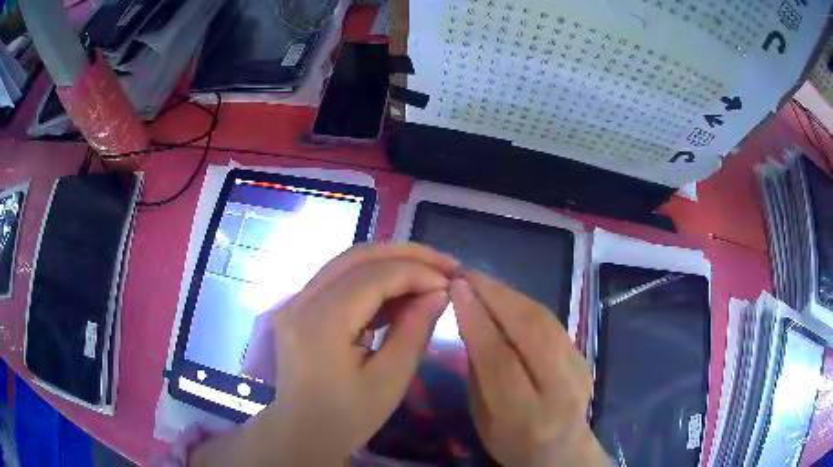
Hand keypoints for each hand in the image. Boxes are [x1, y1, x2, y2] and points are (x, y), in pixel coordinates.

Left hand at [190, 244, 457, 466]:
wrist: (302, 432)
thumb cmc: (347, 417)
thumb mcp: (389, 381)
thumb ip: (415, 331)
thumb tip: (440, 292)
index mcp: (320, 323)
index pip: (374, 277)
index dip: (418, 272)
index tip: (452, 282)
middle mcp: (301, 301)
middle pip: (357, 256)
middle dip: (406, 255)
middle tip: (445, 264)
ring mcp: (295, 302)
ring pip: (347, 262)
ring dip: (390, 263)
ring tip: (428, 276)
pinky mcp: (298, 308)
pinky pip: (339, 279)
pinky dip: (372, 279)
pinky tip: (398, 293)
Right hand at [451, 272, 608, 466]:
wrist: (563, 450)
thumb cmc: (512, 442)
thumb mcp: (484, 418)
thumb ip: (478, 372)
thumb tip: (471, 320)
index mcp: (527, 415)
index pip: (500, 359)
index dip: (477, 320)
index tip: (456, 289)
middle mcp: (560, 388)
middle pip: (529, 331)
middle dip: (495, 297)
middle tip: (467, 275)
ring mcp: (579, 369)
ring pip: (544, 320)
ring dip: (510, 295)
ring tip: (482, 281)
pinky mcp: (584, 355)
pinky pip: (551, 322)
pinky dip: (524, 304)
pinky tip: (506, 296)